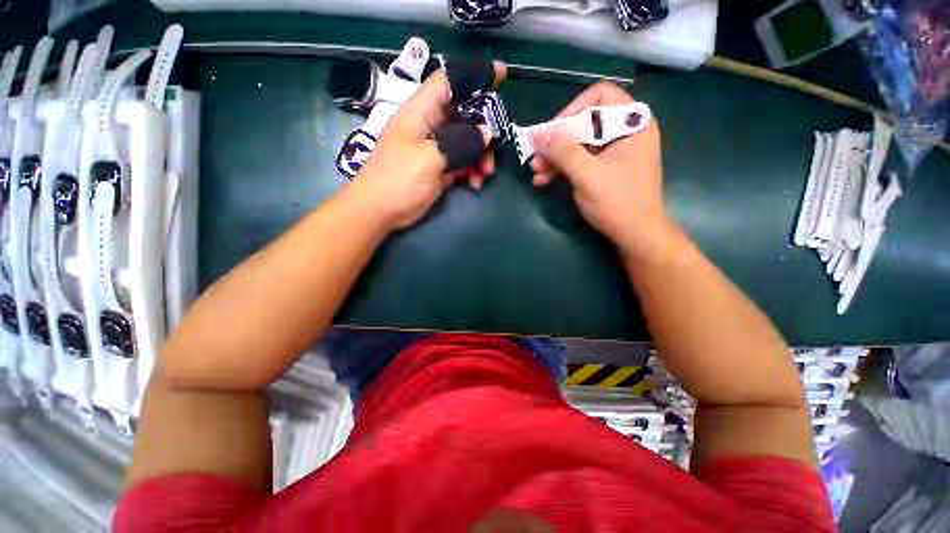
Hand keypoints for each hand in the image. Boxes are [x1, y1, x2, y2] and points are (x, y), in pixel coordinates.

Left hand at [348, 62, 506, 229]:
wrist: (379, 211)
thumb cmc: (398, 180)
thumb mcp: (430, 159)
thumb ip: (460, 143)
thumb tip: (487, 132)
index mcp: (422, 111)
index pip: (448, 82)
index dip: (474, 75)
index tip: (501, 75)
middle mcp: (430, 125)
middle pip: (464, 115)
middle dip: (484, 131)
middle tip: (495, 148)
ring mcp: (435, 147)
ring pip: (466, 141)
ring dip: (480, 156)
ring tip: (485, 174)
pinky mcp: (438, 166)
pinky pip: (462, 161)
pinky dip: (471, 170)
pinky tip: (475, 183)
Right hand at [530, 83, 672, 261]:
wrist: (635, 234)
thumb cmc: (618, 202)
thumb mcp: (588, 175)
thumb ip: (563, 152)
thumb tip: (537, 133)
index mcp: (632, 122)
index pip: (600, 95)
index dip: (573, 109)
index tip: (554, 132)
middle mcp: (625, 131)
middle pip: (584, 122)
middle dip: (557, 141)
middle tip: (536, 157)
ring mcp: (614, 151)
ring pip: (579, 143)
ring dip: (555, 157)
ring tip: (536, 173)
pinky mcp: (605, 167)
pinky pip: (581, 160)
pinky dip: (563, 168)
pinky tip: (544, 180)